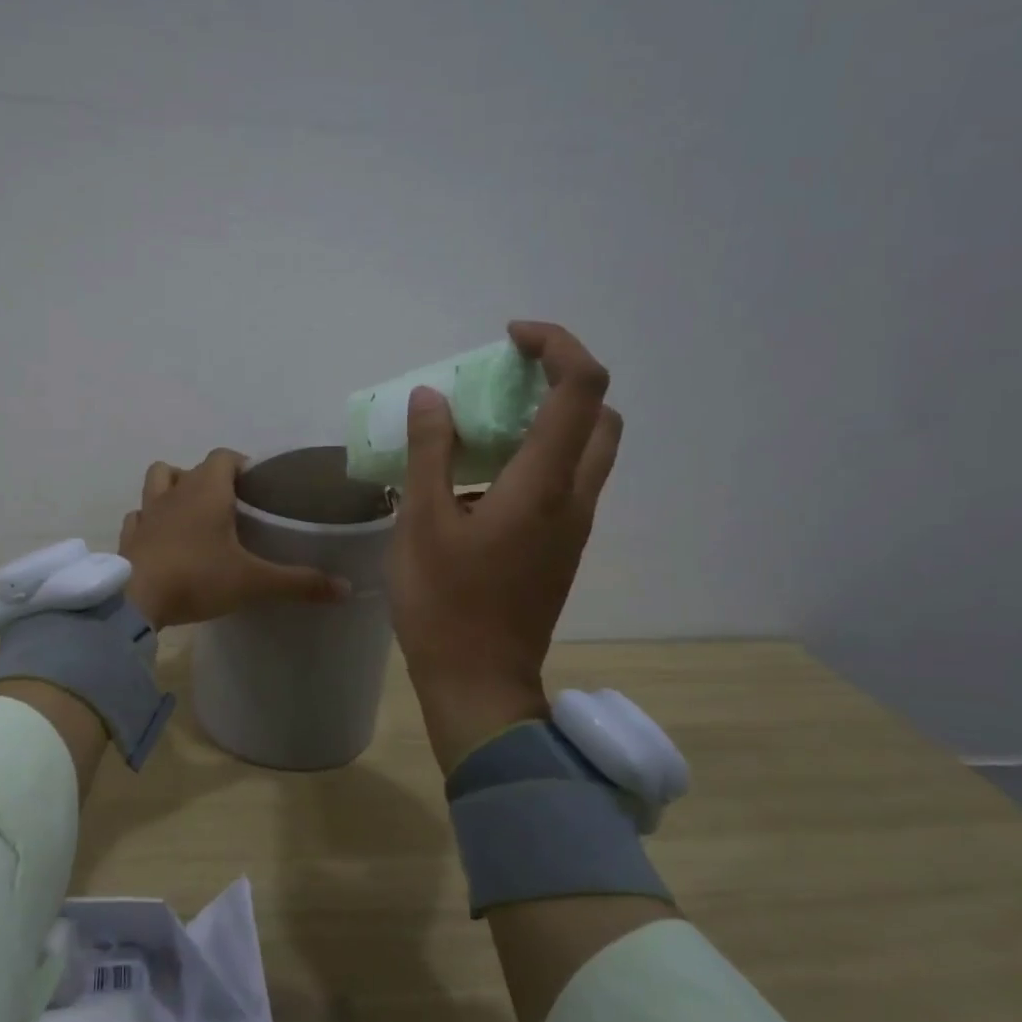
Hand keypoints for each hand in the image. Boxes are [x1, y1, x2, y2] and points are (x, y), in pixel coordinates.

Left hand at [120, 449, 348, 629]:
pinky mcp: (129, 537)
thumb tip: (346, 587)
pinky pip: (138, 517)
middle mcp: (174, 492)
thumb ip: (299, 582)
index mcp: (207, 491)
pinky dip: (149, 522)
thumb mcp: (254, 582)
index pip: (224, 456)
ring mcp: (147, 513)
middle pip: (188, 467)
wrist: (137, 600)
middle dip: (207, 479)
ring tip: (190, 514)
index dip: (240, 465)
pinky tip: (161, 540)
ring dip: (172, 489)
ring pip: (157, 482)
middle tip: (228, 506)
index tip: (255, 486)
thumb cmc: (198, 578)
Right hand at [388, 322, 621, 773]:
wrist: (478, 682)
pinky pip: (566, 481)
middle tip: (504, 381)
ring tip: (484, 425)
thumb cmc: (444, 603)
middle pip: (600, 415)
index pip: (581, 388)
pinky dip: (539, 455)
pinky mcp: (562, 548)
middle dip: (561, 379)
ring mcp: (574, 527)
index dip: (555, 345)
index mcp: (544, 485)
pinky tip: (481, 478)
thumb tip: (433, 397)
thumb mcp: (421, 523)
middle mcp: (575, 498)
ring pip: (587, 450)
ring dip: (550, 419)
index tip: (509, 339)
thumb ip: (430, 453)